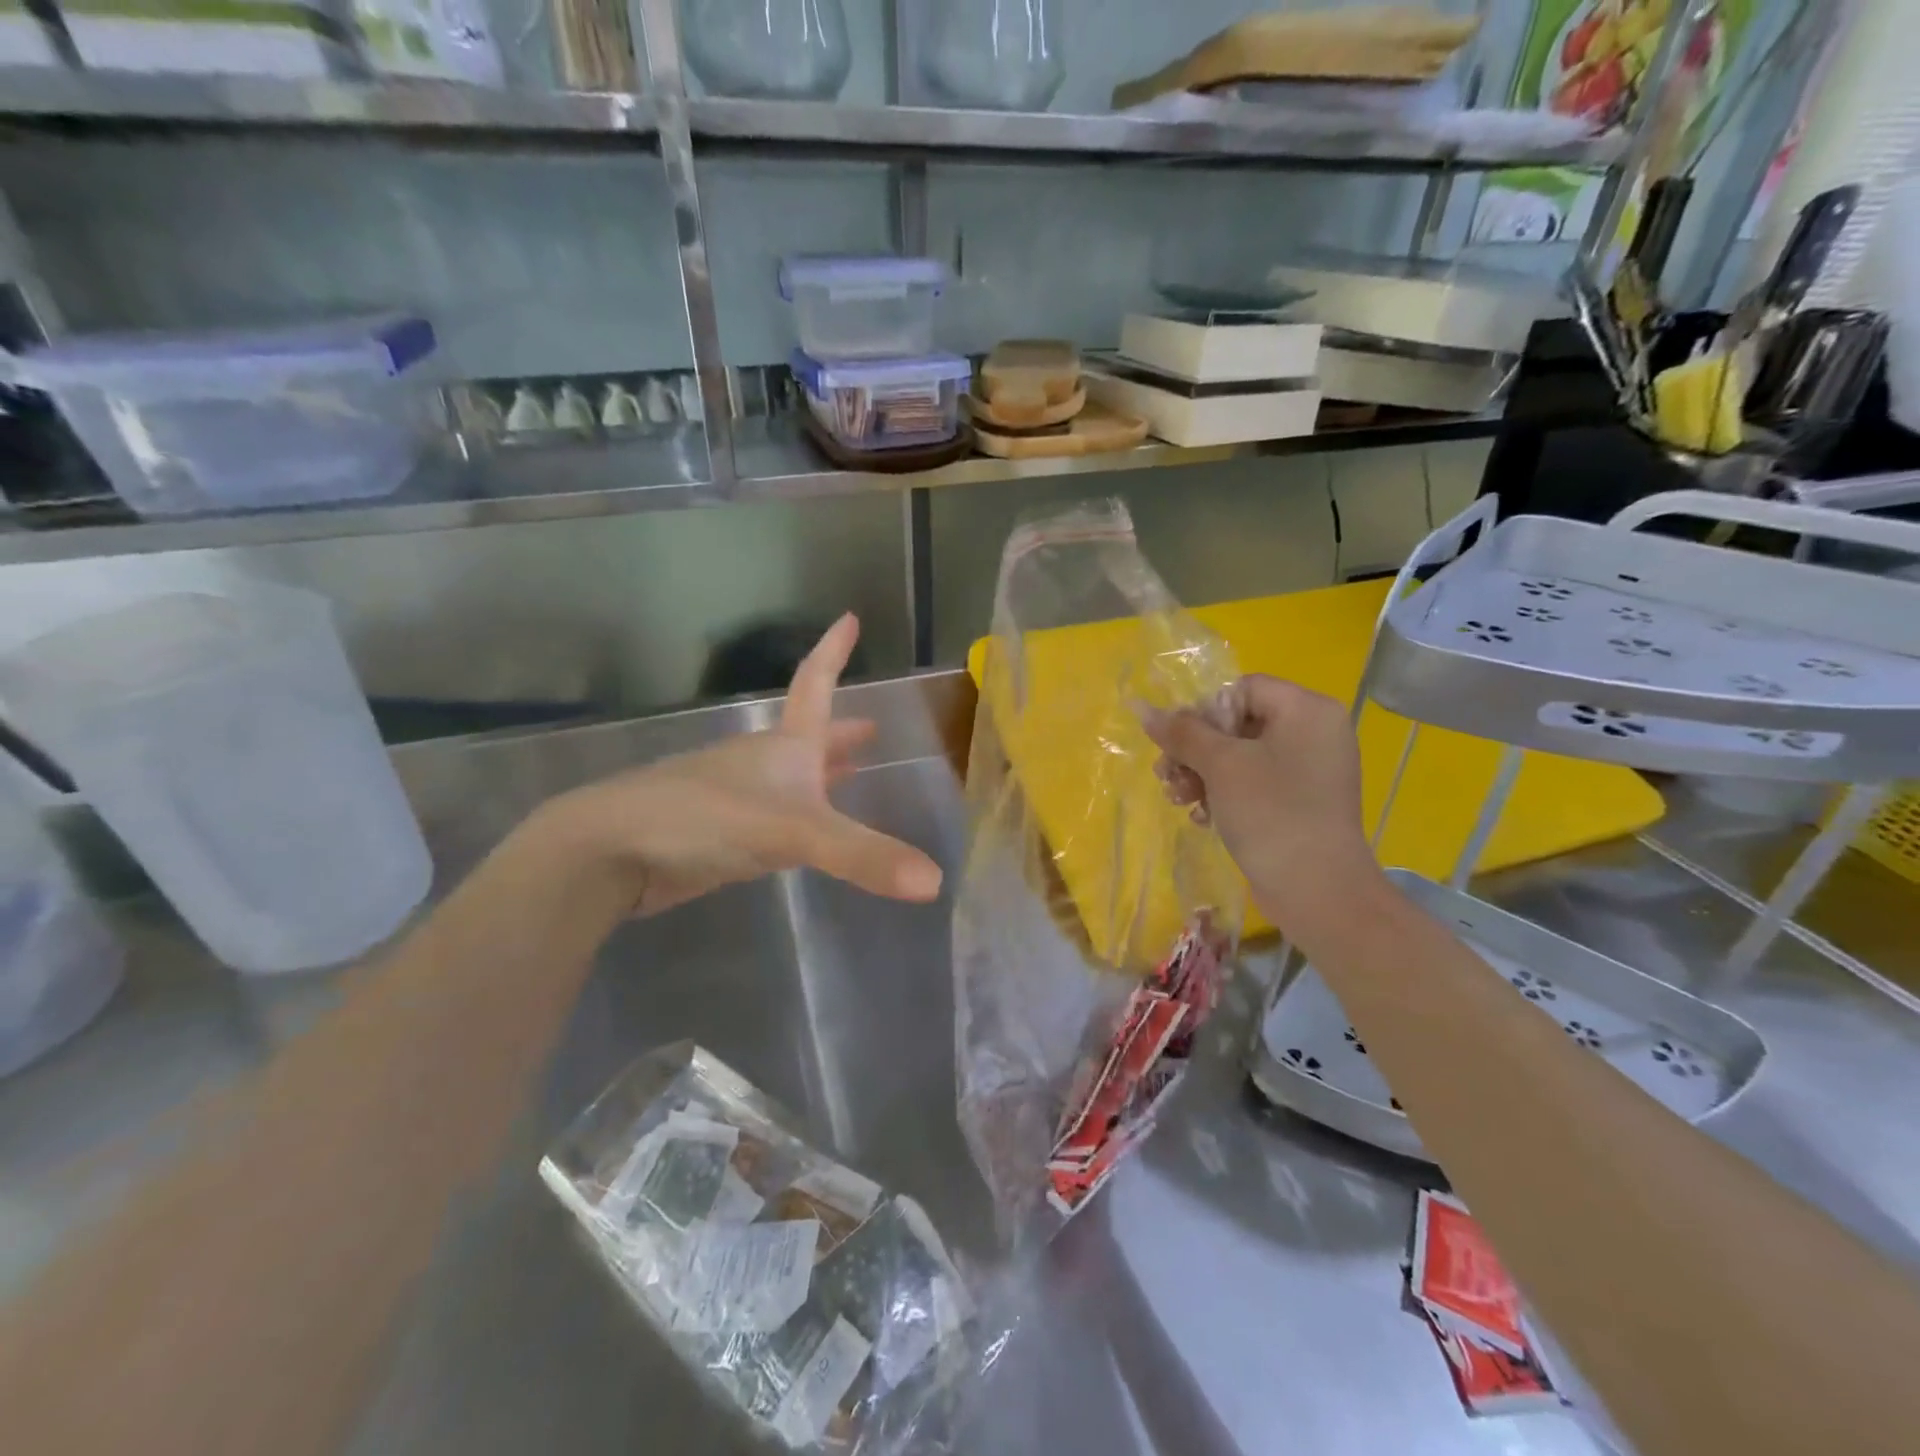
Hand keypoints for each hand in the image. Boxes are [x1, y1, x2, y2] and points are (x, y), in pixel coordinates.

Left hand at [546, 614, 942, 915]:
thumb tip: (935, 883)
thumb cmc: (706, 818)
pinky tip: (801, 834)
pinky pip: (771, 815)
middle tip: (873, 730)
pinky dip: (796, 814)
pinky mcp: (718, 833)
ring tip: (849, 776)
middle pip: (808, 735)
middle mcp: (761, 763)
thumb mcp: (796, 833)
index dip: (834, 651)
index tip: (850, 617)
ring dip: (820, 772)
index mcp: (783, 746)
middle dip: (842, 733)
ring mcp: (735, 797)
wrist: (610, 851)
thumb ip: (864, 856)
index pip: (815, 684)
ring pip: (789, 777)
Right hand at [1143, 674, 1383, 937]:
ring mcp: (1308, 770)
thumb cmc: (1271, 813)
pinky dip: (1223, 795)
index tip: (1181, 743)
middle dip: (1195, 750)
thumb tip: (1142, 707)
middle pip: (1237, 723)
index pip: (1242, 689)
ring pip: (1239, 756)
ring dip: (1201, 774)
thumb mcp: (1220, 765)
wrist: (1318, 892)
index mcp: (1306, 710)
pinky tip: (1201, 817)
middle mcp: (1313, 733)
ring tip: (1177, 798)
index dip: (1205, 712)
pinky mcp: (1299, 803)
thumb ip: (1181, 732)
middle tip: (1166, 774)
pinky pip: (1253, 784)